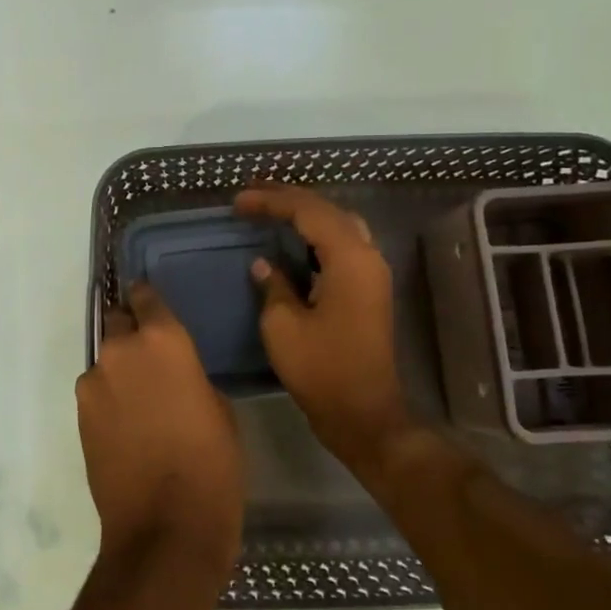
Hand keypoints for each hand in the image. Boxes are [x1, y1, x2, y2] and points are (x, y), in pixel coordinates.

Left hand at [75, 282, 243, 577]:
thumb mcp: (218, 408)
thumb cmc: (212, 464)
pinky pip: (95, 391)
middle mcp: (121, 350)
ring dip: (119, 369)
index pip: (146, 296)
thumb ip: (190, 375)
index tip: (152, 306)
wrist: (165, 525)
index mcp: (164, 339)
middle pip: (117, 321)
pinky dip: (108, 398)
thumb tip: (174, 374)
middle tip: (149, 356)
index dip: (148, 299)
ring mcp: (94, 381)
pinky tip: (125, 424)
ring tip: (139, 399)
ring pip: (105, 360)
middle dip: (130, 331)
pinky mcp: (79, 414)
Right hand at [236, 184, 410, 474]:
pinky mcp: (368, 290)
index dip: (271, 201)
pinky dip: (316, 235)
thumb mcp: (283, 325)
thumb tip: (264, 263)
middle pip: (328, 210)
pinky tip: (292, 240)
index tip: (237, 202)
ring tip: (270, 208)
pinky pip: (342, 245)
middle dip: (290, 199)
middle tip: (252, 194)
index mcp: (350, 259)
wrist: (363, 415)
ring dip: (305, 213)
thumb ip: (274, 285)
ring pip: (339, 225)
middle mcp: (368, 257)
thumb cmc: (321, 370)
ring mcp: (372, 273)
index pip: (309, 212)